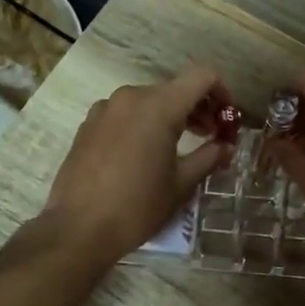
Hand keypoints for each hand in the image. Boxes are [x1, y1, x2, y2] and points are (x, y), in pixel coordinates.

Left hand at [42, 65, 231, 264]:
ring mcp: (105, 109)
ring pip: (149, 101)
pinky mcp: (88, 124)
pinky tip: (145, 155)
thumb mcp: (181, 184)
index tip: (227, 120)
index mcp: (158, 106)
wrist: (77, 229)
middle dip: (199, 109)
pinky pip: (126, 114)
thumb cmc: (137, 206)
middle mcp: (130, 96)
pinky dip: (144, 124)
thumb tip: (226, 146)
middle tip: (211, 137)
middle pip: (175, 89)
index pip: (202, 76)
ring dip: (171, 117)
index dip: (222, 92)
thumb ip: (209, 157)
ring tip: (180, 148)